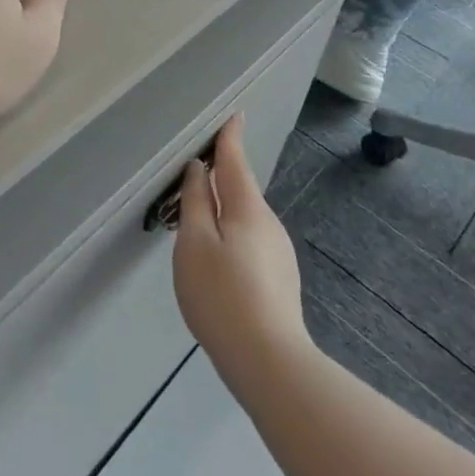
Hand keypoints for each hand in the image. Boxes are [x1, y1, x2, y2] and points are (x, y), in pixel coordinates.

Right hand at [172, 113, 311, 387]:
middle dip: (221, 178)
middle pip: (241, 190)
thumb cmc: (221, 294)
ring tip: (198, 224)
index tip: (233, 115)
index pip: (236, 160)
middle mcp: (269, 223)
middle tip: (196, 172)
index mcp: (247, 207)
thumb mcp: (194, 243)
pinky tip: (218, 263)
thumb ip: (196, 201)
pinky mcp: (280, 278)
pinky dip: (232, 237)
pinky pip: (250, 242)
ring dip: (224, 212)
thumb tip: (199, 169)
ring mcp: (279, 252)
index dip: (230, 137)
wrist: (269, 360)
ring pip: (245, 219)